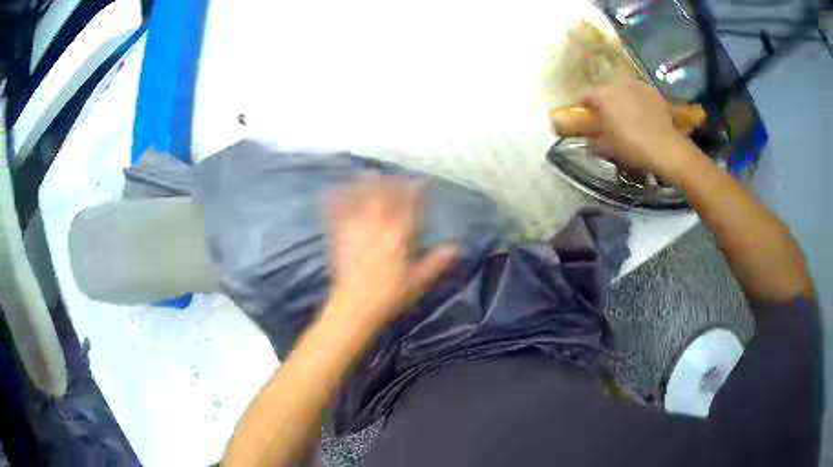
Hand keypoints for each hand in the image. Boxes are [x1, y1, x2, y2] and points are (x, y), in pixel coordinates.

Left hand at [323, 176, 456, 329]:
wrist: (355, 307)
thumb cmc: (389, 296)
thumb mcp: (418, 281)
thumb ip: (437, 262)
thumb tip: (458, 248)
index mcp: (398, 236)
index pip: (409, 206)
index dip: (416, 191)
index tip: (422, 182)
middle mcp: (376, 227)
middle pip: (383, 196)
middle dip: (390, 183)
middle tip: (395, 175)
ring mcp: (355, 230)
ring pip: (360, 200)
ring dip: (365, 185)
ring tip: (369, 173)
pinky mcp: (338, 237)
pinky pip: (336, 214)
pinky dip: (336, 200)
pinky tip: (335, 191)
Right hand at [581, 80, 698, 181]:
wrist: (664, 149)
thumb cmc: (631, 147)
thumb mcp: (607, 148)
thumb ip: (593, 141)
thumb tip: (588, 140)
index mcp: (602, 96)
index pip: (585, 97)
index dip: (584, 108)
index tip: (586, 119)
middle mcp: (617, 84)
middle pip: (606, 92)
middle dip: (606, 103)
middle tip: (609, 120)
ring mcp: (637, 85)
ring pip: (624, 91)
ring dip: (623, 101)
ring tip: (629, 117)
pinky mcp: (653, 91)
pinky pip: (640, 95)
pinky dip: (639, 103)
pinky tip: (644, 117)